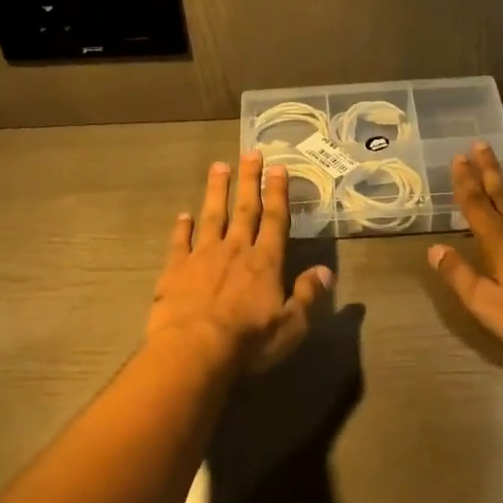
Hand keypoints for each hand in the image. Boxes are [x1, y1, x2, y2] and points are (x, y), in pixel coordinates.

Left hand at [147, 152, 333, 374]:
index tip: (278, 168)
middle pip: (245, 209)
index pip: (275, 220)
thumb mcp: (290, 326)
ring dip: (216, 191)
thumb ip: (307, 296)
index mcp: (265, 262)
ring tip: (218, 166)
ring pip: (212, 216)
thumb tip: (326, 272)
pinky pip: (180, 242)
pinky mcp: (176, 269)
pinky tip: (183, 215)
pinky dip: (182, 227)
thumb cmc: (248, 342)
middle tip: (251, 152)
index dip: (278, 193)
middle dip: (249, 180)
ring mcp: (202, 256)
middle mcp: (236, 250)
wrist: (194, 350)